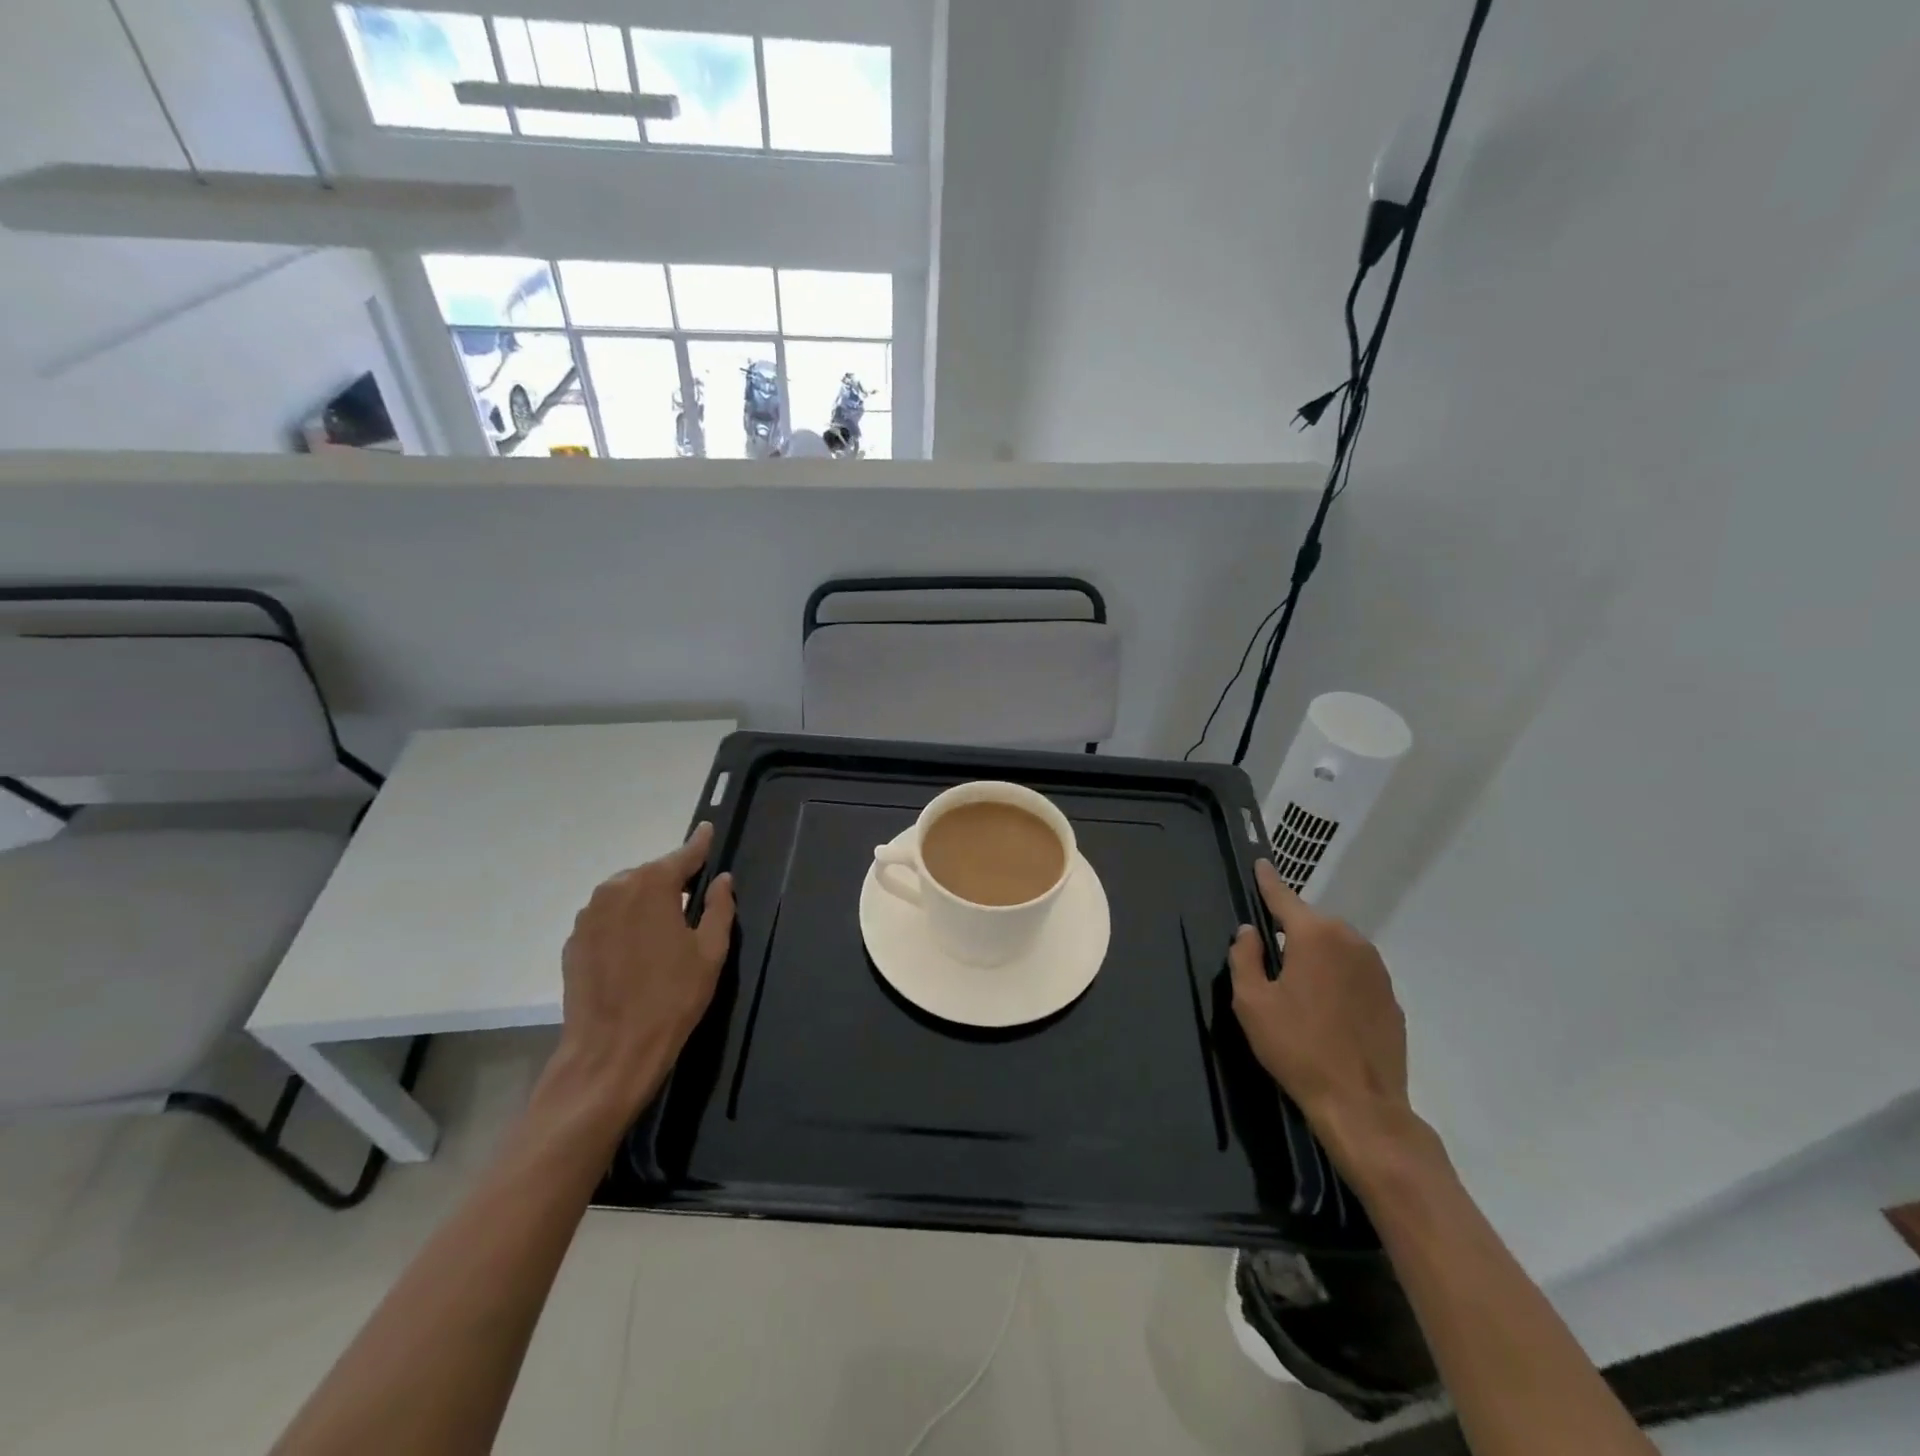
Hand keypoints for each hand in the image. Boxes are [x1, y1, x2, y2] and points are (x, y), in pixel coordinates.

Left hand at [542, 822, 735, 1126]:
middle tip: (693, 902)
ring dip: (646, 902)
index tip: (708, 830)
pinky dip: (625, 923)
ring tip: (665, 930)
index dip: (699, 845)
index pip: (683, 855)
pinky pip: (607, 918)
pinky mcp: (573, 942)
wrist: (611, 1051)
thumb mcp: (711, 951)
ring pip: (627, 895)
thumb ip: (719, 908)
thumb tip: (722, 880)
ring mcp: (588, 916)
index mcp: (652, 886)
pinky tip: (637, 951)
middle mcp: (615, 890)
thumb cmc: (672, 998)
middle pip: (651, 874)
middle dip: (673, 881)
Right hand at [1229, 859, 1426, 1182]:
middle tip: (1271, 956)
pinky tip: (1326, 1009)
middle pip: (1312, 923)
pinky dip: (1337, 978)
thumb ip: (1244, 958)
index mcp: (1314, 936)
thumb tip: (1249, 932)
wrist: (1361, 1104)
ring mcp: (1376, 969)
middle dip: (1291, 930)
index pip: (1284, 897)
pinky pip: (1355, 972)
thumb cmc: (1296, 1047)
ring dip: (1316, 955)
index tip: (1260, 863)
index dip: (1268, 881)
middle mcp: (1350, 941)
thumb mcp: (1251, 1002)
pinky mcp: (1391, 997)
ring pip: (1336, 947)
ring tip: (1297, 986)